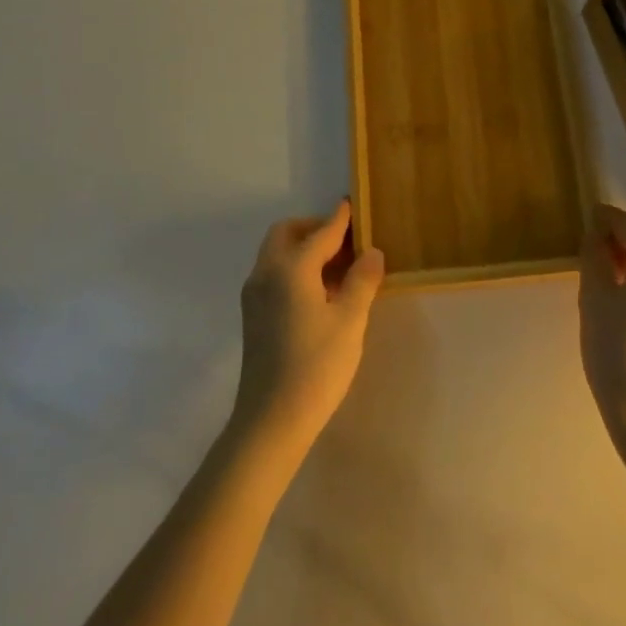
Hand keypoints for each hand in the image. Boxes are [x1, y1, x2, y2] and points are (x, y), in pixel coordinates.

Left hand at [232, 200, 384, 448]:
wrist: (271, 421)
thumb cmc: (316, 366)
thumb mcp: (349, 320)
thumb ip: (362, 280)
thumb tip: (372, 252)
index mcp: (290, 269)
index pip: (320, 233)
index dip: (340, 219)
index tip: (353, 204)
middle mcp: (266, 273)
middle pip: (287, 234)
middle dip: (315, 229)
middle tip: (347, 242)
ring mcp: (254, 295)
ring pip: (277, 254)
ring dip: (305, 249)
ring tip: (340, 267)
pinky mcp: (253, 316)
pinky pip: (274, 274)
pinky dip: (296, 269)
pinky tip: (321, 292)